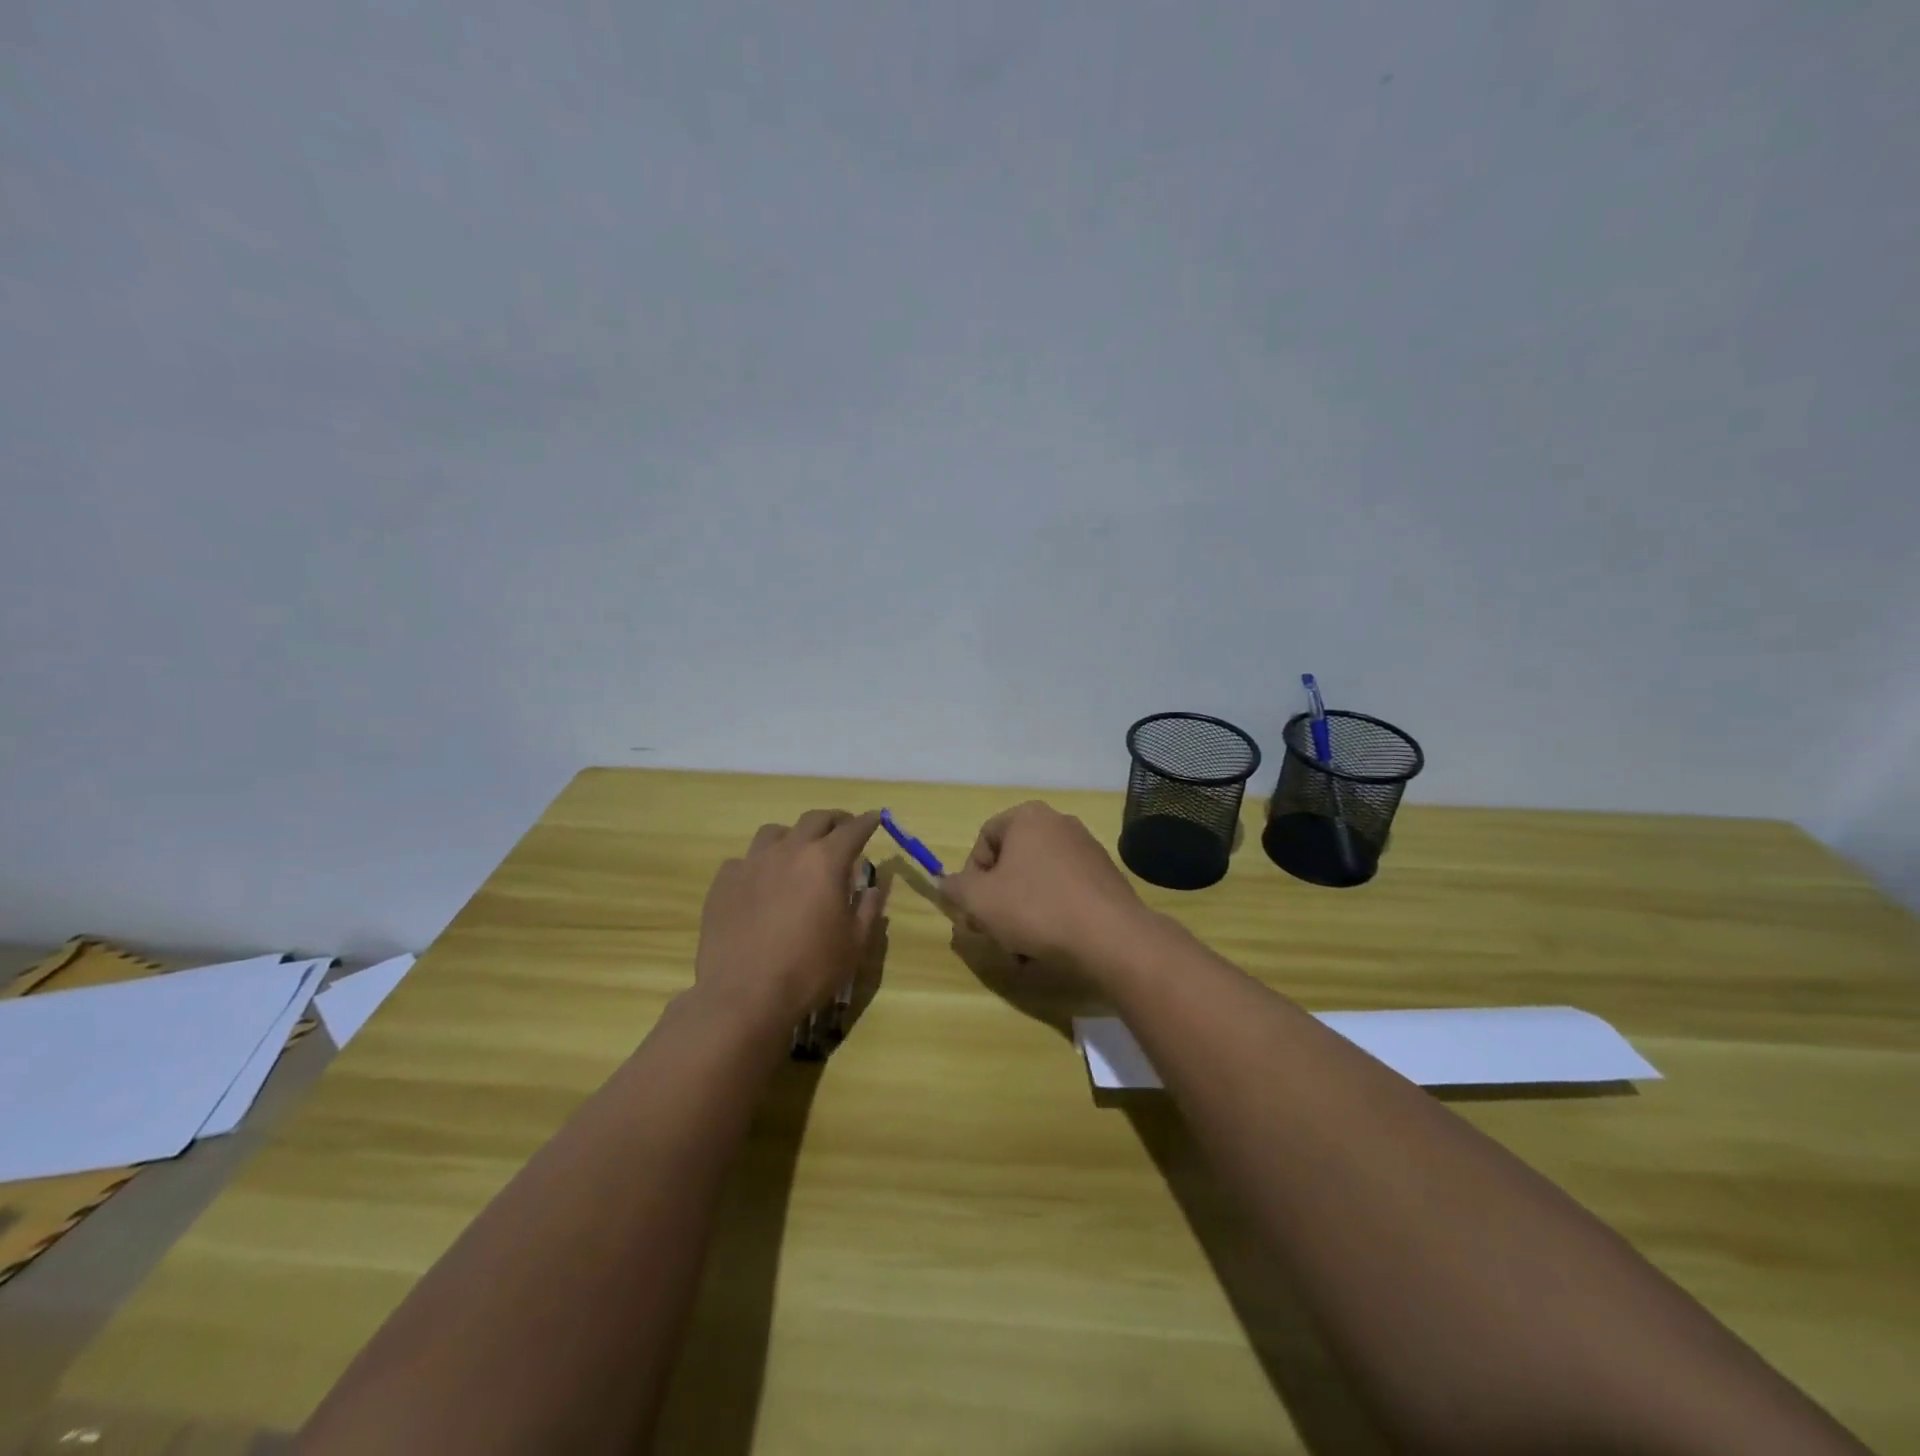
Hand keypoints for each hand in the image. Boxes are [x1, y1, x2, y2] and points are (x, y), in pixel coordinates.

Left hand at [694, 809, 885, 1031]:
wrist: (743, 995)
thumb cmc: (809, 970)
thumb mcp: (854, 944)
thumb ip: (868, 908)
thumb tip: (875, 886)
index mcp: (825, 861)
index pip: (853, 829)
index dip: (867, 822)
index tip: (875, 818)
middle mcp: (789, 850)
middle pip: (814, 820)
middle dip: (833, 821)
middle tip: (842, 830)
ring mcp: (752, 862)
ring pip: (775, 832)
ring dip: (793, 836)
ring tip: (798, 853)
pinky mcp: (724, 881)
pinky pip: (745, 860)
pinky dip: (759, 864)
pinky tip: (761, 883)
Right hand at [939, 801, 1151, 968]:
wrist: (1111, 937)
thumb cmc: (1036, 909)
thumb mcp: (979, 901)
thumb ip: (956, 888)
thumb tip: (948, 883)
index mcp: (1028, 817)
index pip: (984, 839)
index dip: (971, 876)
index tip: (974, 909)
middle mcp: (1059, 823)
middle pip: (1012, 861)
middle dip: (997, 897)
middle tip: (993, 930)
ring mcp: (1087, 849)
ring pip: (1038, 880)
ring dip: (1022, 910)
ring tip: (1021, 946)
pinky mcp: (1106, 877)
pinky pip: (1065, 892)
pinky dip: (1052, 914)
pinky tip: (1051, 945)